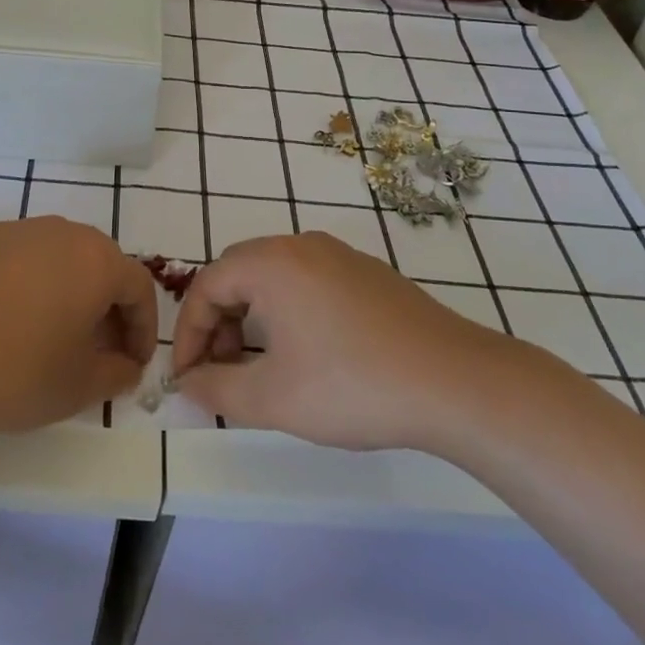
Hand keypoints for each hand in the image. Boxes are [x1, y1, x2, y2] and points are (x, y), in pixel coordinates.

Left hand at [0, 216, 157, 435]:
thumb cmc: (11, 371)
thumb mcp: (76, 387)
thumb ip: (115, 373)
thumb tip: (124, 364)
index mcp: (95, 260)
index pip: (138, 287)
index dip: (143, 328)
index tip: (133, 363)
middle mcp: (59, 231)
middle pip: (98, 265)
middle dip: (105, 307)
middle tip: (96, 349)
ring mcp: (12, 229)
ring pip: (54, 258)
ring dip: (63, 292)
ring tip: (47, 334)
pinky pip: (13, 258)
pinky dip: (21, 284)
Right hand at [170, 231, 536, 451]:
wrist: (457, 382)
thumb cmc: (353, 386)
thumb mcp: (273, 399)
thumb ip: (217, 389)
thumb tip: (188, 384)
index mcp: (271, 263)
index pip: (207, 286)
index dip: (190, 333)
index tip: (189, 378)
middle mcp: (301, 245)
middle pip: (238, 274)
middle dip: (220, 322)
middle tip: (222, 370)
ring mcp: (339, 255)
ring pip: (275, 277)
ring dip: (254, 317)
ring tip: (262, 367)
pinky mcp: (368, 273)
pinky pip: (309, 281)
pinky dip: (289, 311)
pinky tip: (308, 354)